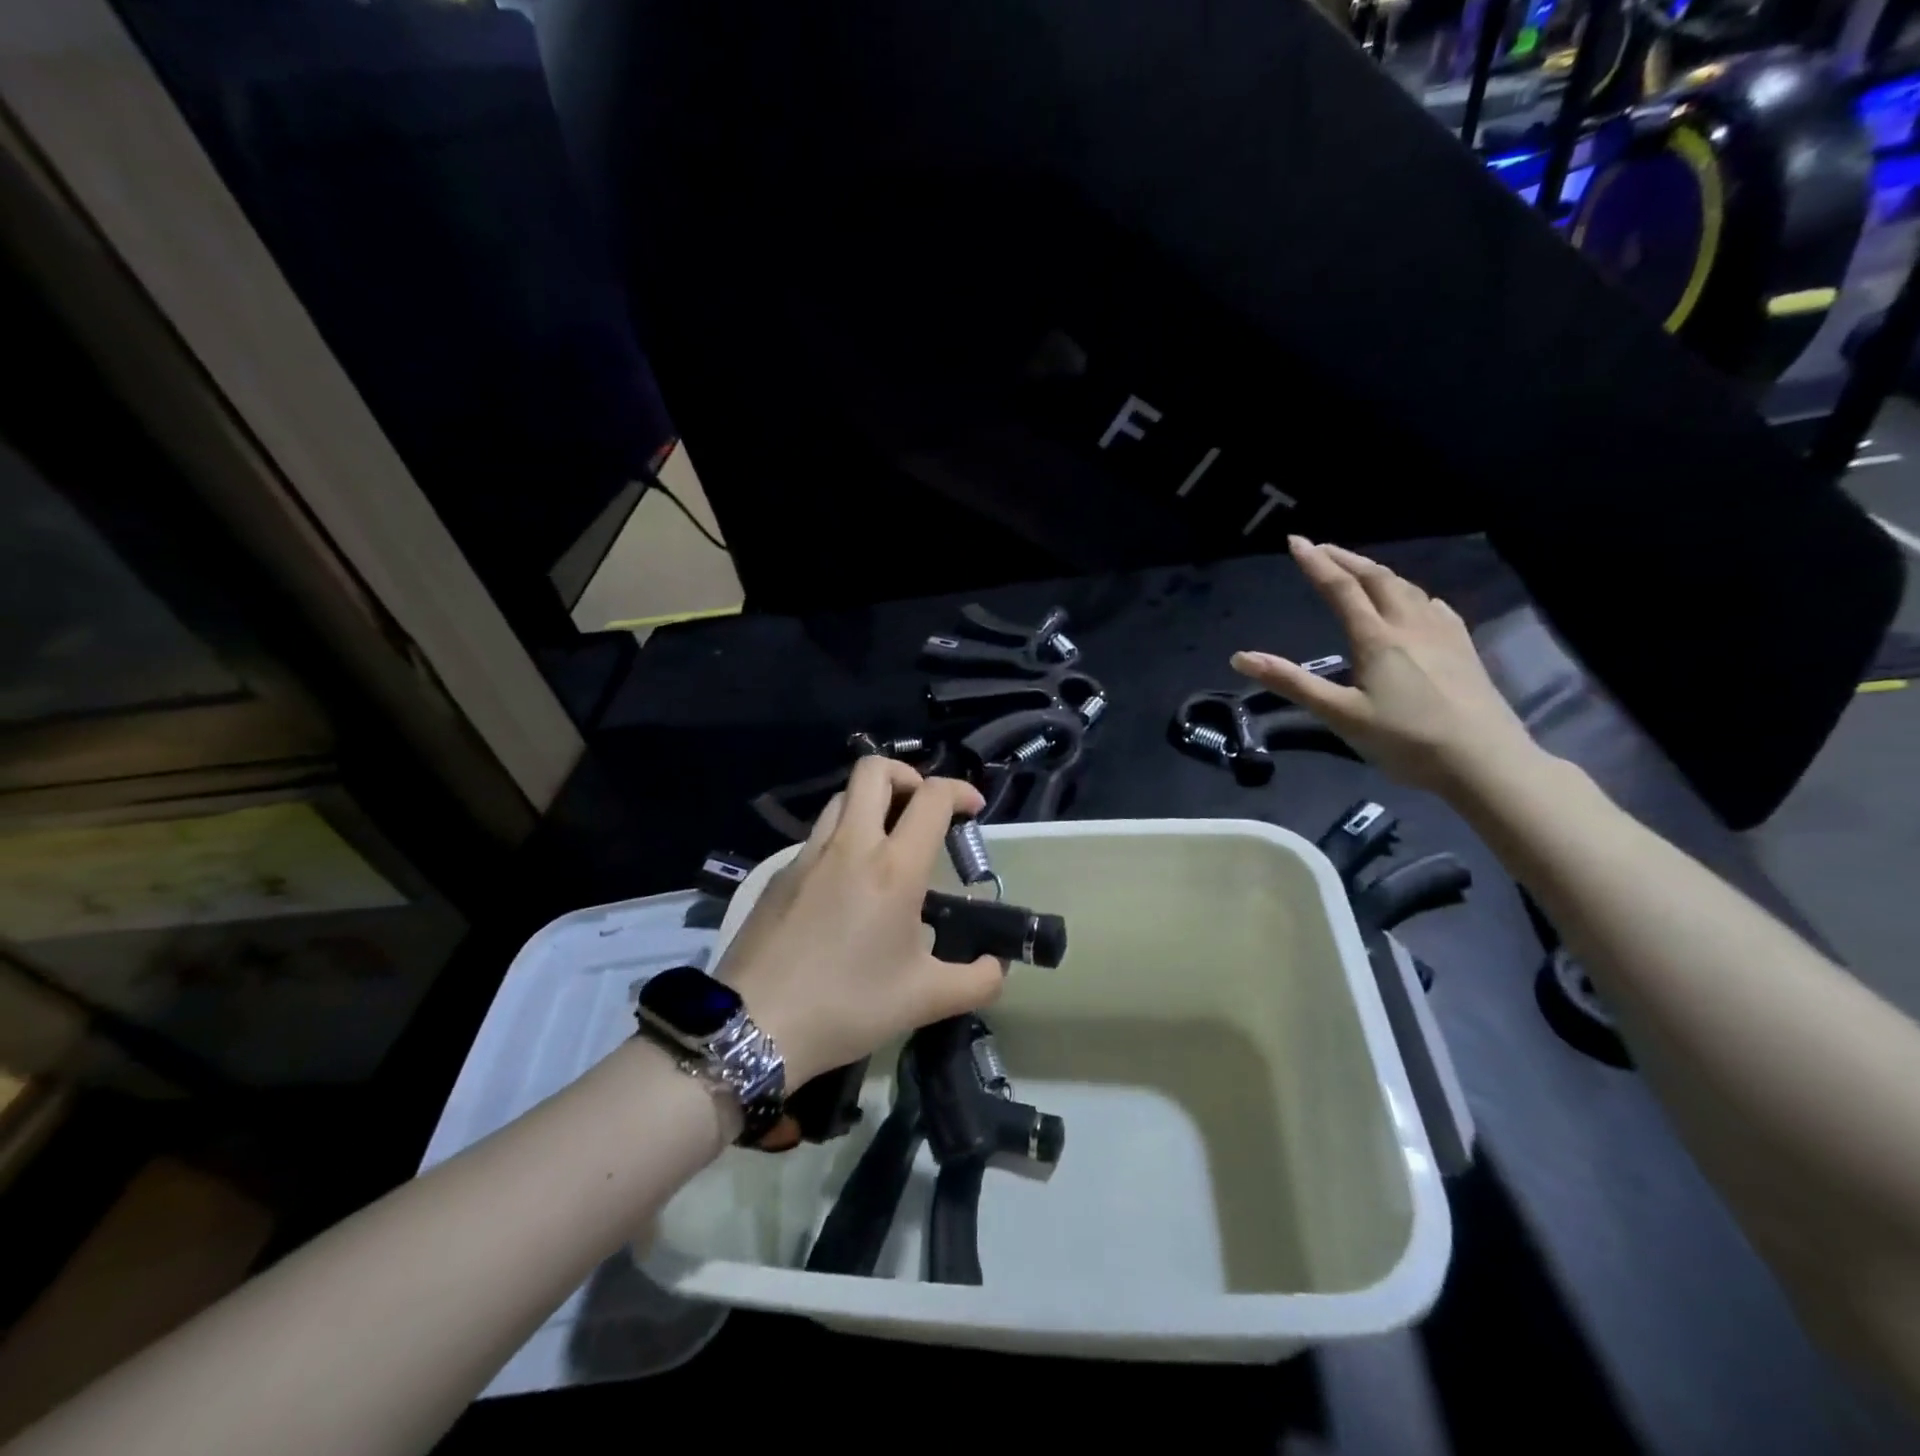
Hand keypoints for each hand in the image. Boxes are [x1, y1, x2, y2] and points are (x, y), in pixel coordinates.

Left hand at [716, 755, 1003, 1085]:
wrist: (754, 1026)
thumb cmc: (847, 1006)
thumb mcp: (925, 1000)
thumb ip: (977, 981)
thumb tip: (998, 968)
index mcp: (893, 868)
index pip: (931, 797)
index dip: (960, 790)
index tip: (973, 809)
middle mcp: (850, 845)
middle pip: (874, 770)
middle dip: (907, 776)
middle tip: (922, 811)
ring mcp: (808, 855)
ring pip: (842, 798)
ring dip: (871, 803)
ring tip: (887, 844)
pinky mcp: (779, 874)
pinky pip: (817, 836)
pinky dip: (842, 838)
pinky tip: (846, 886)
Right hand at [1231, 536, 1541, 793]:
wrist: (1484, 761)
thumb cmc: (1405, 740)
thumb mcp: (1340, 716)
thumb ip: (1292, 683)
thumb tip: (1240, 657)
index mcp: (1377, 638)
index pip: (1341, 588)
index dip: (1316, 563)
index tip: (1295, 541)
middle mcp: (1410, 625)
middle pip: (1376, 578)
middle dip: (1346, 558)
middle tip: (1322, 547)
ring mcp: (1443, 634)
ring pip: (1407, 587)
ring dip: (1377, 572)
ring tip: (1359, 570)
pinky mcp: (1464, 648)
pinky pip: (1432, 605)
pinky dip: (1410, 592)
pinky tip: (1414, 602)